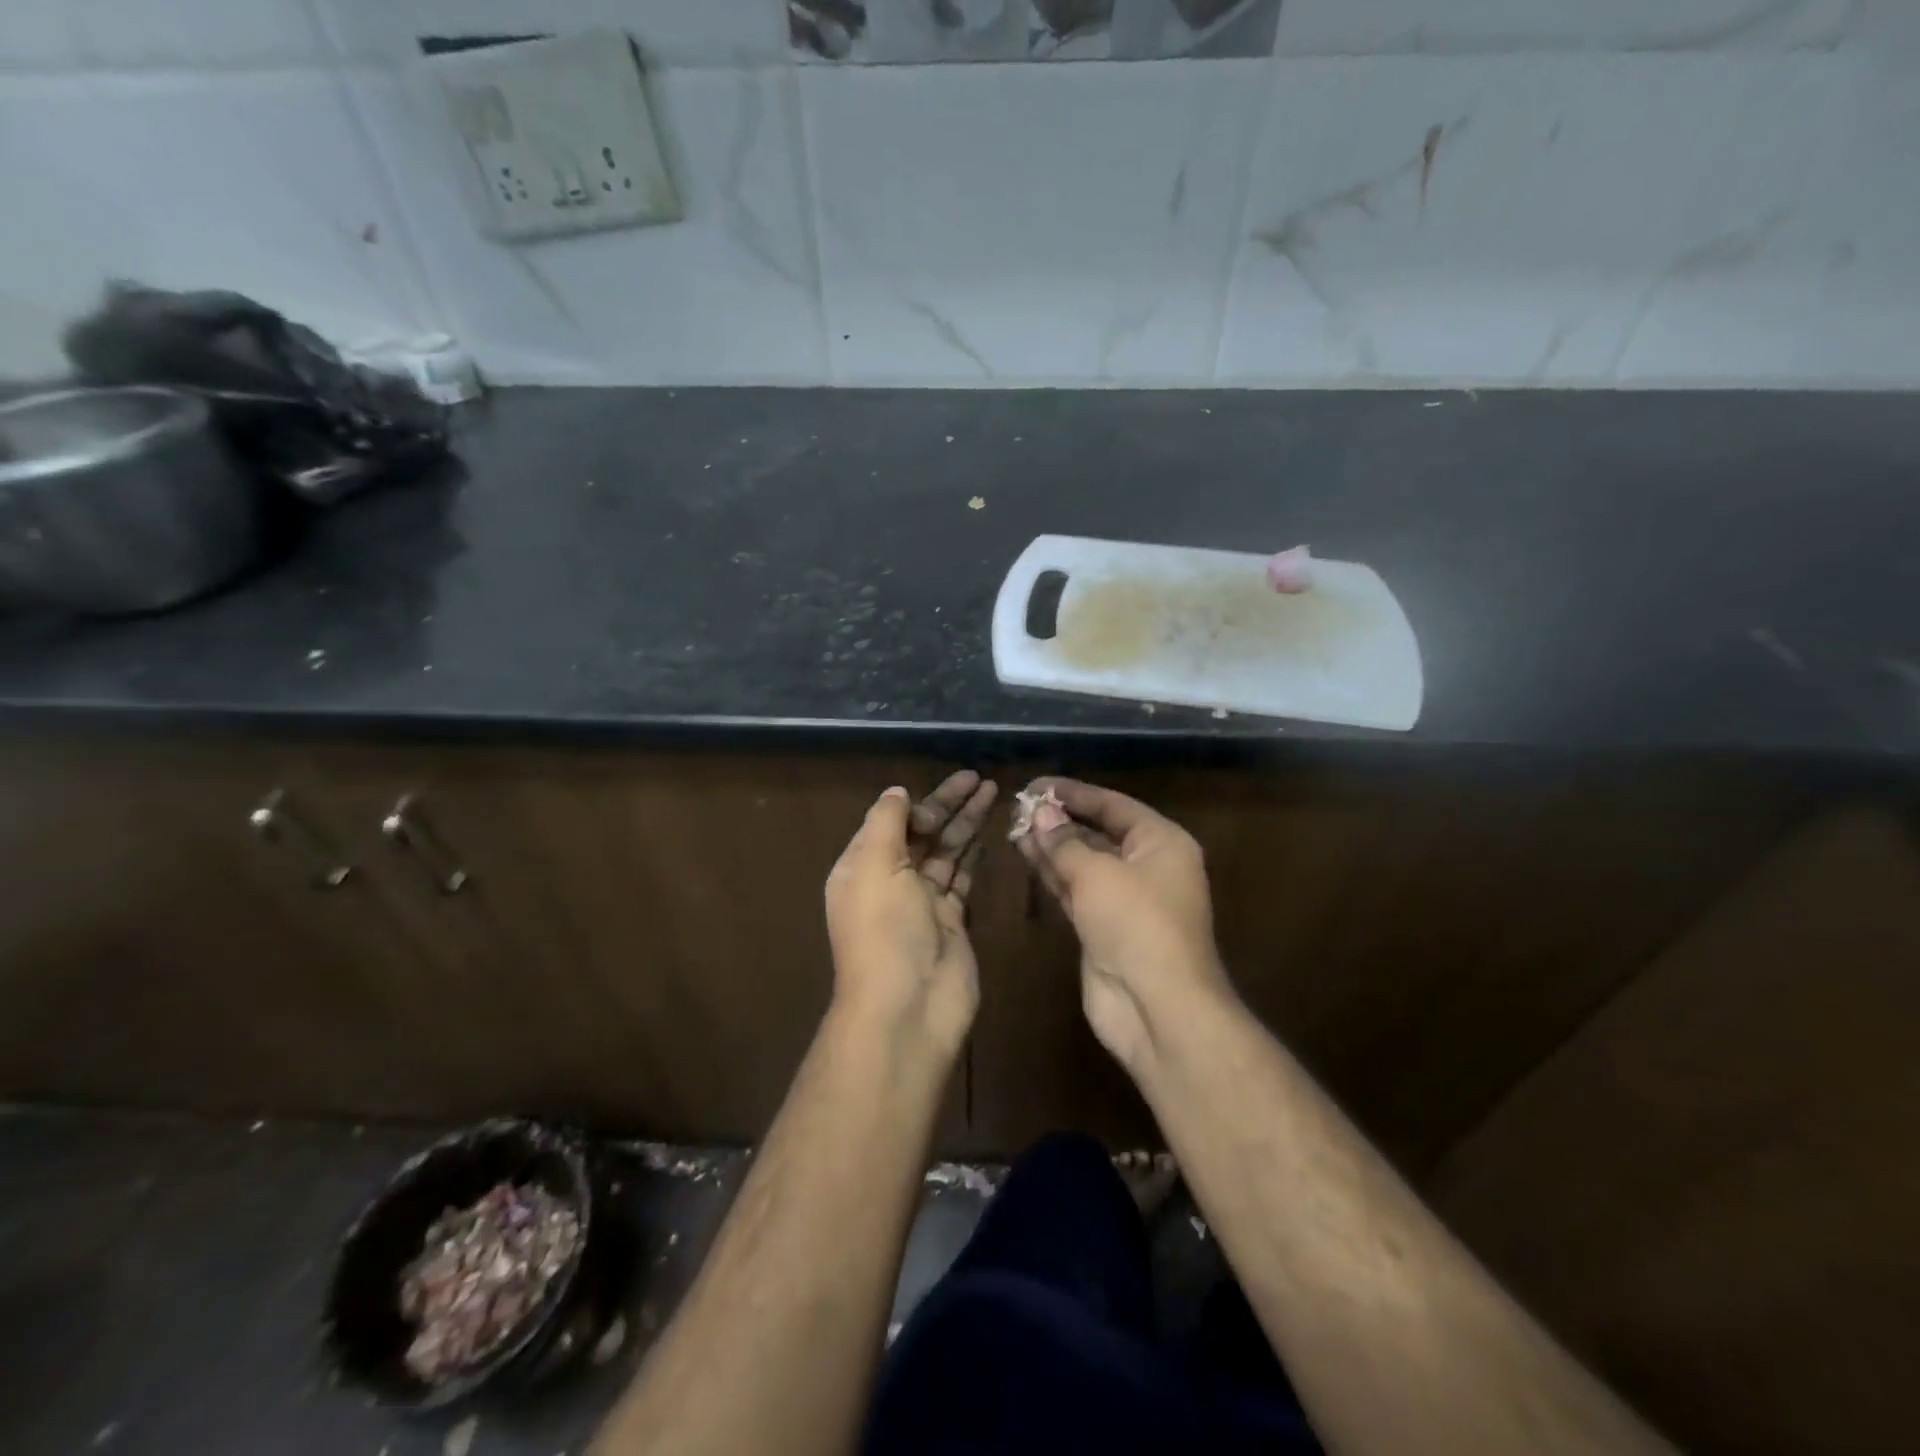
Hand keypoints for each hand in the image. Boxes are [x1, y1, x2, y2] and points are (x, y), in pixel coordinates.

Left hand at [825, 770, 996, 1056]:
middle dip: (950, 805)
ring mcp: (923, 903)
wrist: (908, 1007)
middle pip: (922, 833)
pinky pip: (962, 880)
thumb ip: (887, 823)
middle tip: (981, 778)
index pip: (892, 822)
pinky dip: (973, 857)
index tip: (953, 785)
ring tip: (993, 793)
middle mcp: (890, 882)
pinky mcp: (952, 921)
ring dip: (966, 824)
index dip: (921, 802)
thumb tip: (897, 791)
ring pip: (946, 852)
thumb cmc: (885, 930)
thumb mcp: (874, 865)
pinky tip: (988, 835)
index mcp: (862, 867)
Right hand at [1015, 778, 1233, 1072]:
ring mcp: (1125, 900)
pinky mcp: (1103, 929)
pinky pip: (1075, 891)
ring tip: (1013, 827)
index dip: (1073, 793)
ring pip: (1083, 863)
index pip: (1113, 805)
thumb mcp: (1097, 873)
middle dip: (1059, 821)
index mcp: (1161, 842)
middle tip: (1018, 807)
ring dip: (1051, 847)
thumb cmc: (1136, 923)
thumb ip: (1064, 842)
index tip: (1035, 785)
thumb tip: (1039, 813)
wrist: (1157, 1007)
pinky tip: (1026, 856)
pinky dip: (1052, 875)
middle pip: (1098, 833)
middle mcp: (1147, 866)